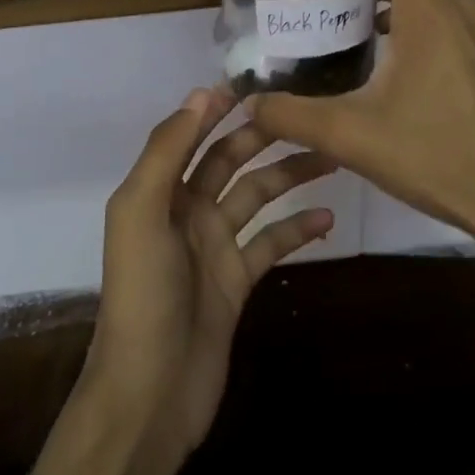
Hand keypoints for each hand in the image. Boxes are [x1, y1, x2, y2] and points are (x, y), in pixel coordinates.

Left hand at [79, 89, 335, 464]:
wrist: (150, 391)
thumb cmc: (142, 294)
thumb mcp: (142, 212)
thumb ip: (168, 151)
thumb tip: (201, 93)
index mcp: (158, 190)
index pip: (191, 134)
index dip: (218, 107)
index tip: (259, 83)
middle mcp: (185, 210)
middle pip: (228, 160)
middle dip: (263, 136)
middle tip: (309, 114)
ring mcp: (213, 245)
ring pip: (256, 196)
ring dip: (290, 176)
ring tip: (332, 156)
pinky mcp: (236, 280)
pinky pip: (271, 243)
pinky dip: (297, 229)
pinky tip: (329, 218)